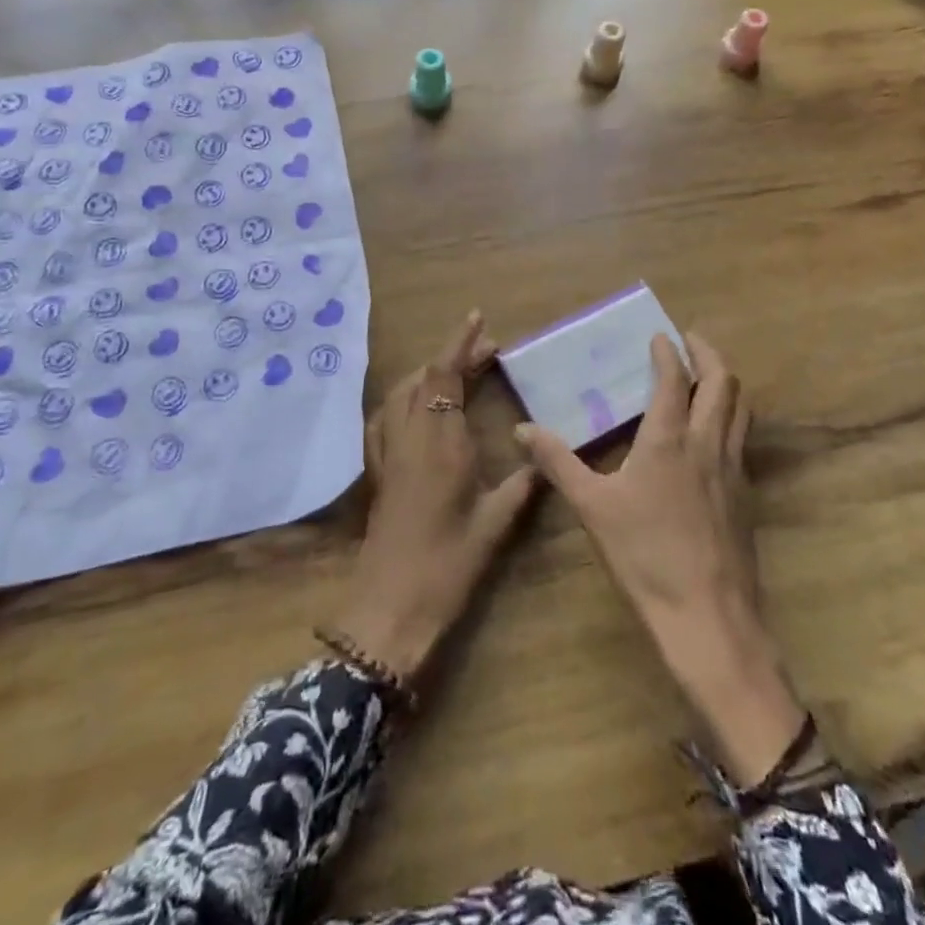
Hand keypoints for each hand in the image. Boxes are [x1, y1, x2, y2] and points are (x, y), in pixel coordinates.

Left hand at [337, 311, 537, 679]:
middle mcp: (411, 437)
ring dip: (428, 373)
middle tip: (486, 350)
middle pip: (426, 378)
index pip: (446, 375)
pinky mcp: (379, 471)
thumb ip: (524, 484)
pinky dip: (405, 398)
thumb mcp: (496, 524)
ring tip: (457, 371)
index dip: (460, 343)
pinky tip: (418, 408)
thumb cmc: (448, 564)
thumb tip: (545, 456)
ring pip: (402, 394)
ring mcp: (389, 453)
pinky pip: (387, 417)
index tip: (477, 319)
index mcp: (442, 442)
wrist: (390, 605)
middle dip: (453, 356)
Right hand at [517, 333, 802, 784]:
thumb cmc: (645, 557)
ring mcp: (734, 469)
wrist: (709, 618)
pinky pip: (742, 439)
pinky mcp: (746, 496)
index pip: (675, 379)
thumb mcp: (592, 507)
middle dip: (708, 354)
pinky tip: (712, 435)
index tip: (659, 335)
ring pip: (741, 409)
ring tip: (706, 376)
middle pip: (723, 383)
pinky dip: (731, 417)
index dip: (668, 352)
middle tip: (689, 341)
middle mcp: (709, 444)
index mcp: (670, 439)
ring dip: (725, 382)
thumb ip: (557, 462)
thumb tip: (522, 429)